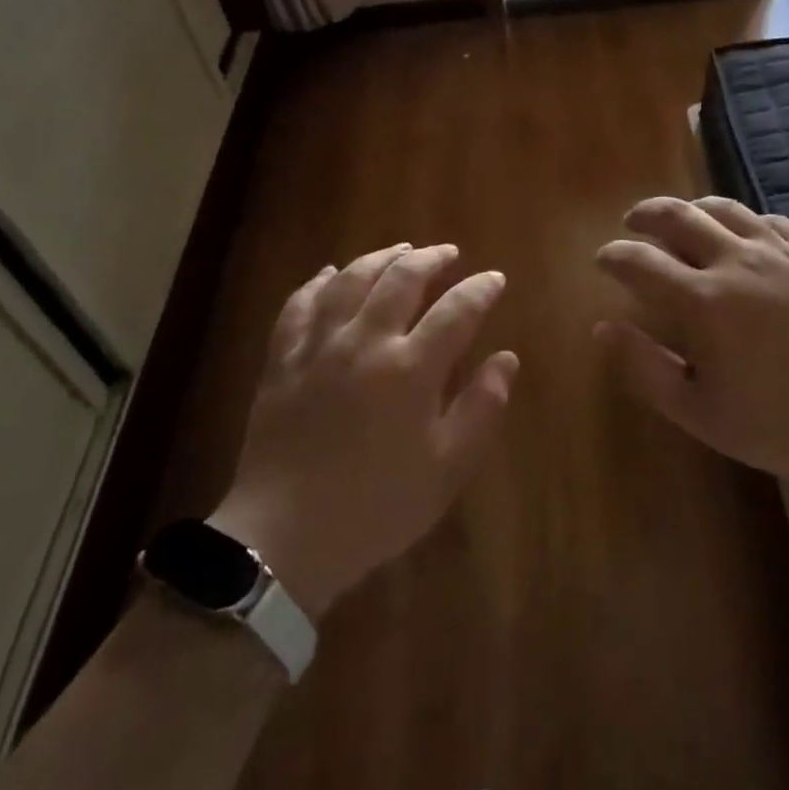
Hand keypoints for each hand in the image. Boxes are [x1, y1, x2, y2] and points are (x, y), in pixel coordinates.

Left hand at [212, 243, 516, 618]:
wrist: (285, 539)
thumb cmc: (377, 507)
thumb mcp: (447, 469)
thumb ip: (481, 408)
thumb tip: (506, 359)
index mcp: (410, 369)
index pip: (457, 311)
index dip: (480, 289)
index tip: (494, 279)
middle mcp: (365, 342)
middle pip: (401, 279)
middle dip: (431, 259)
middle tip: (448, 253)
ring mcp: (318, 347)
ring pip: (350, 280)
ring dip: (380, 258)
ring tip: (400, 250)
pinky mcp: (282, 360)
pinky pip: (299, 305)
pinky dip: (317, 282)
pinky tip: (330, 272)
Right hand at [595, 196, 788, 490]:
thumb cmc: (784, 422)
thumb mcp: (701, 413)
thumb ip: (646, 369)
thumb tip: (604, 329)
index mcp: (702, 300)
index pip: (640, 262)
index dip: (614, 256)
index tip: (602, 259)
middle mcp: (736, 260)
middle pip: (678, 215)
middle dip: (646, 214)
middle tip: (632, 223)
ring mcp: (781, 251)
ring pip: (725, 208)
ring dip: (693, 207)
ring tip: (682, 217)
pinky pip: (772, 220)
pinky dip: (746, 221)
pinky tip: (746, 233)